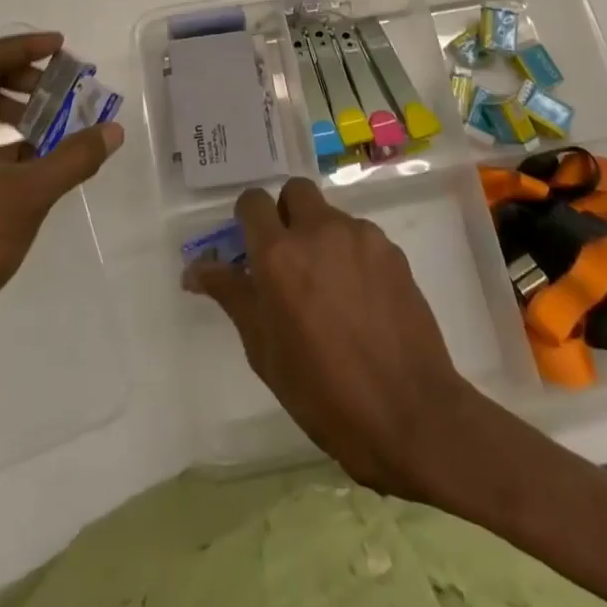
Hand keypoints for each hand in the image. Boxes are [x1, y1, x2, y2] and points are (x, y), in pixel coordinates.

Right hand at [183, 178, 484, 499]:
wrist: (412, 415)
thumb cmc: (325, 394)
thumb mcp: (264, 351)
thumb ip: (232, 296)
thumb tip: (194, 268)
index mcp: (279, 255)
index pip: (252, 201)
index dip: (248, 219)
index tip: (251, 248)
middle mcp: (318, 230)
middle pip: (294, 191)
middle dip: (286, 214)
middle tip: (289, 260)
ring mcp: (361, 236)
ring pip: (330, 214)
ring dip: (321, 236)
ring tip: (330, 289)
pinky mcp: (392, 250)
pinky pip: (361, 237)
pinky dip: (352, 254)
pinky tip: (361, 300)